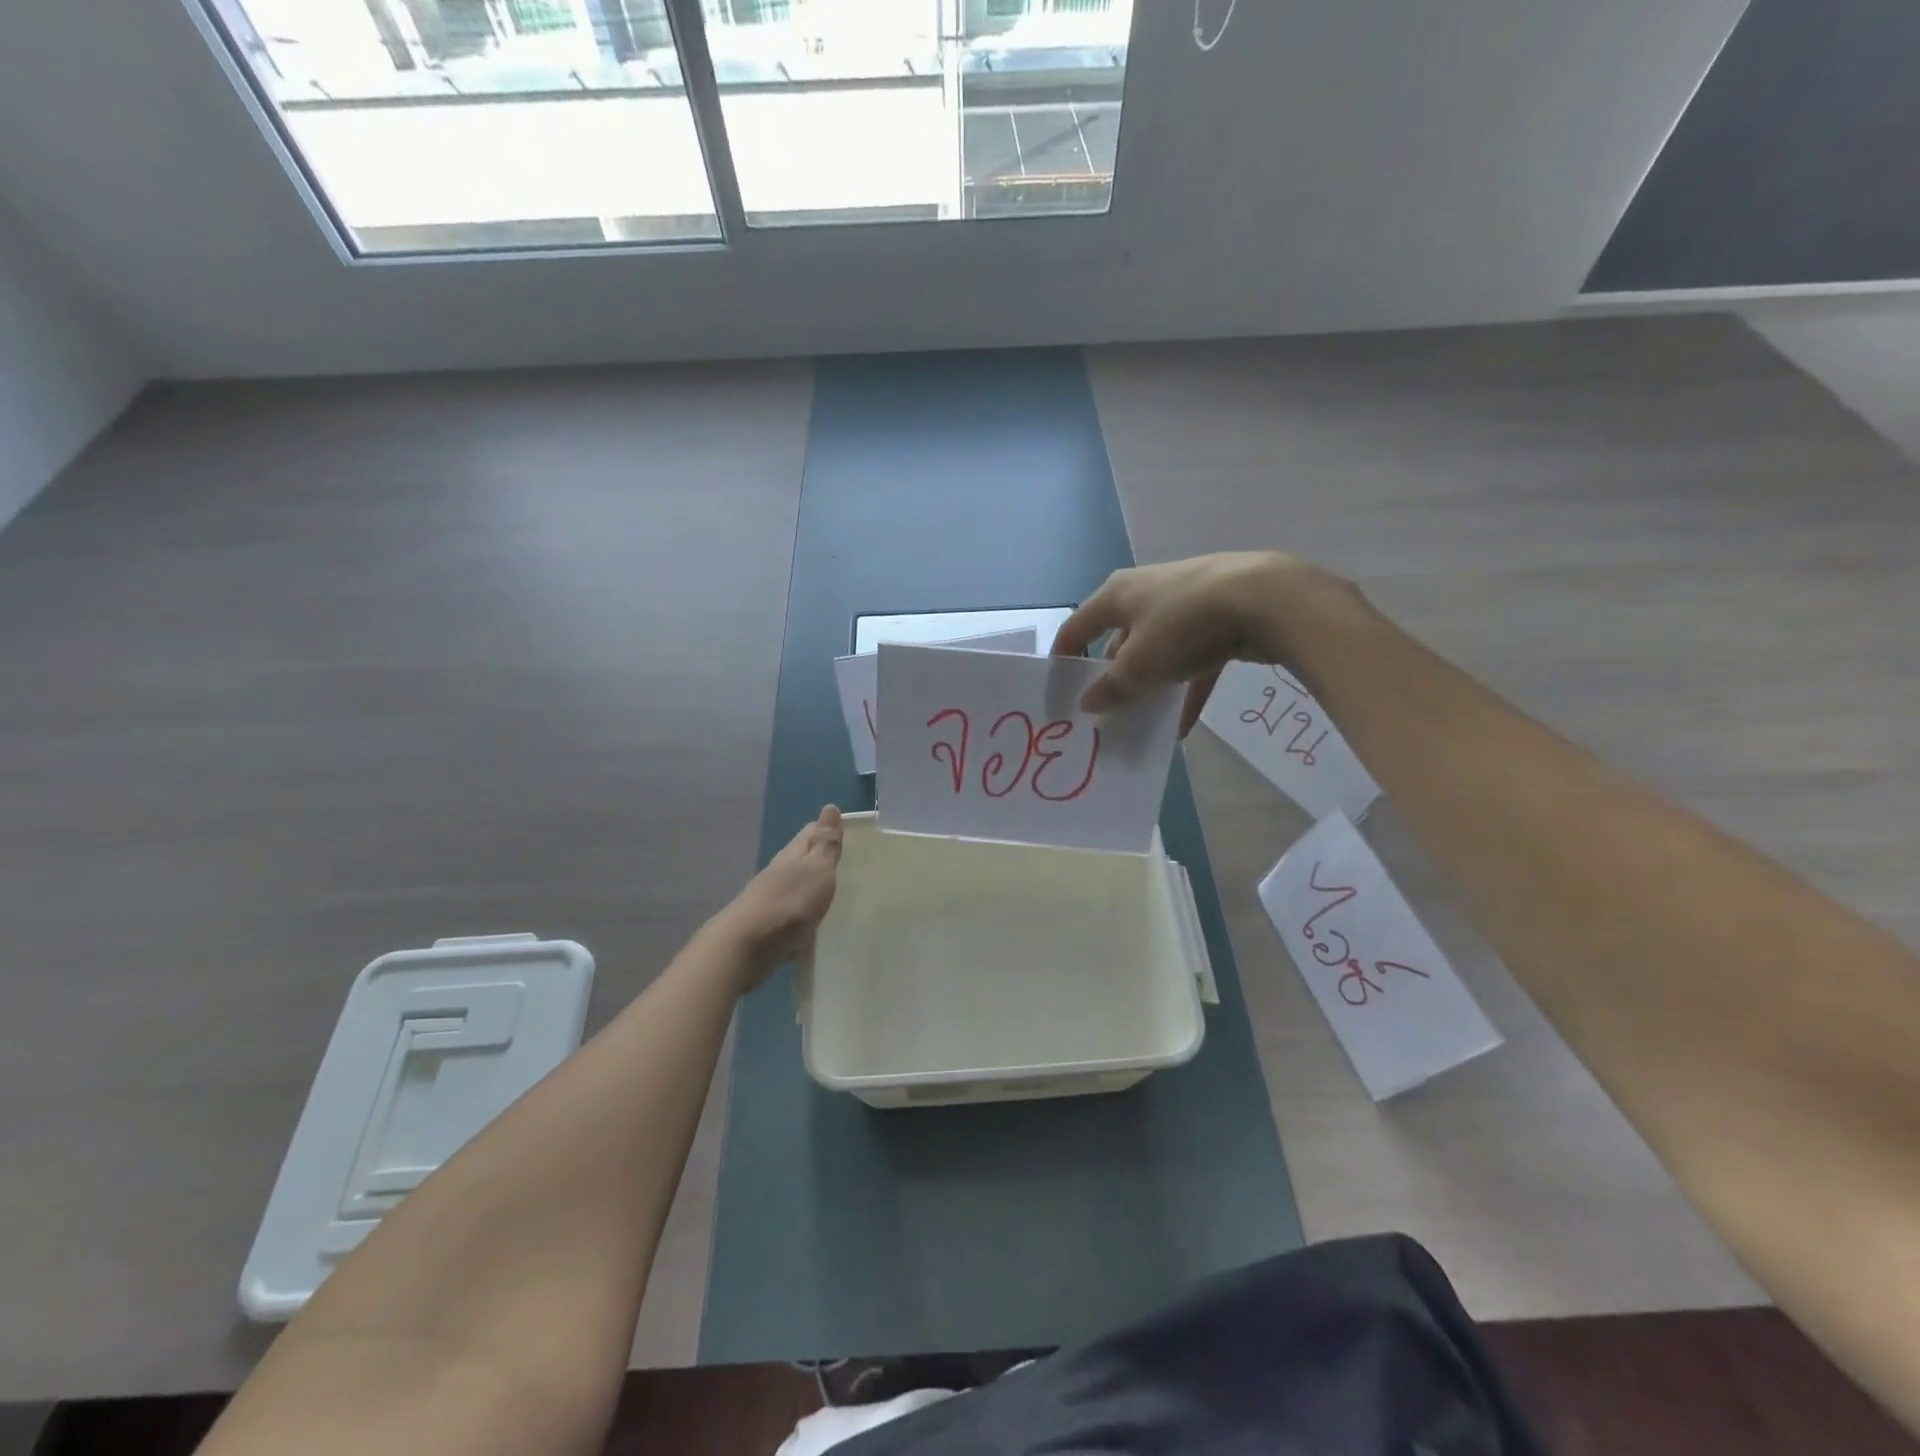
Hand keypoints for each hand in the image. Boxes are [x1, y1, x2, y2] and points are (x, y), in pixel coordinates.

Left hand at [712, 805, 843, 989]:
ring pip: (795, 886)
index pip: (811, 832)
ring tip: (833, 893)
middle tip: (845, 861)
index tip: (847, 831)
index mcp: (793, 854)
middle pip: (801, 859)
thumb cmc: (790, 902)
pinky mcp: (768, 926)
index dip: (827, 829)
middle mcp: (779, 872)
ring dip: (811, 886)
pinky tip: (813, 923)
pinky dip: (803, 914)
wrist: (747, 946)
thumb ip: (825, 843)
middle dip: (820, 858)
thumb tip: (830, 807)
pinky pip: (791, 914)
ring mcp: (770, 899)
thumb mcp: (817, 869)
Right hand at [1054, 552, 1329, 734]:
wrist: (1267, 600)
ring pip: (1157, 650)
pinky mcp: (1220, 618)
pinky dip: (1186, 690)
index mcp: (1117, 595)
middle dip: (1111, 676)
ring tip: (1140, 720)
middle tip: (1104, 711)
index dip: (1064, 659)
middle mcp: (1147, 592)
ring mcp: (1187, 603)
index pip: (1077, 626)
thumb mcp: (1139, 665)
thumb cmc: (1184, 626)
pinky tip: (1183, 727)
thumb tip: (1087, 703)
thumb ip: (1110, 688)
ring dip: (1149, 684)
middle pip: (1118, 638)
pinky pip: (1194, 661)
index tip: (1060, 692)